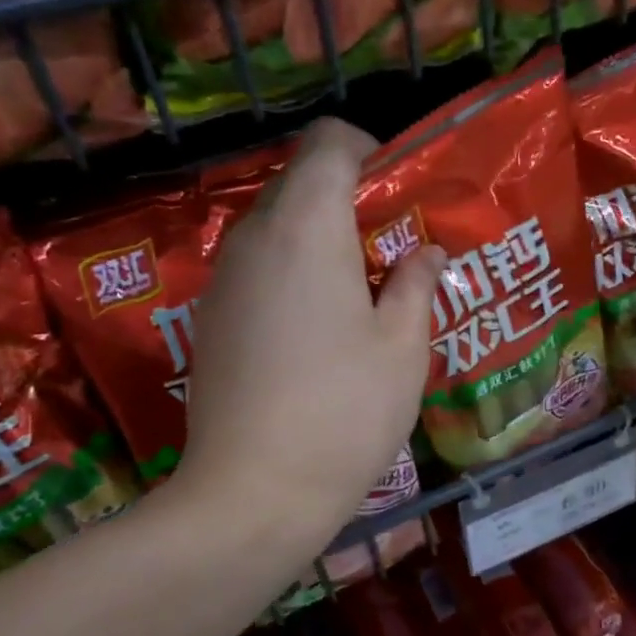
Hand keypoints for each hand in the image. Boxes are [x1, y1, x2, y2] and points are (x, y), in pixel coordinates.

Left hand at [178, 119, 443, 571]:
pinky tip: (319, 330)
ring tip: (363, 294)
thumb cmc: (344, 411)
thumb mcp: (403, 347)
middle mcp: (254, 236)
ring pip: (278, 225)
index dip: (369, 152)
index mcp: (306, 227)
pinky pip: (258, 265)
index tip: (399, 197)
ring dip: (322, 239)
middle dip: (351, 200)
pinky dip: (293, 271)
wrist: (251, 493)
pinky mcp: (211, 315)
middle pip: (301, 181)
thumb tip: (425, 251)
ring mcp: (224, 277)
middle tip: (394, 253)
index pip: (328, 142)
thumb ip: (417, 283)